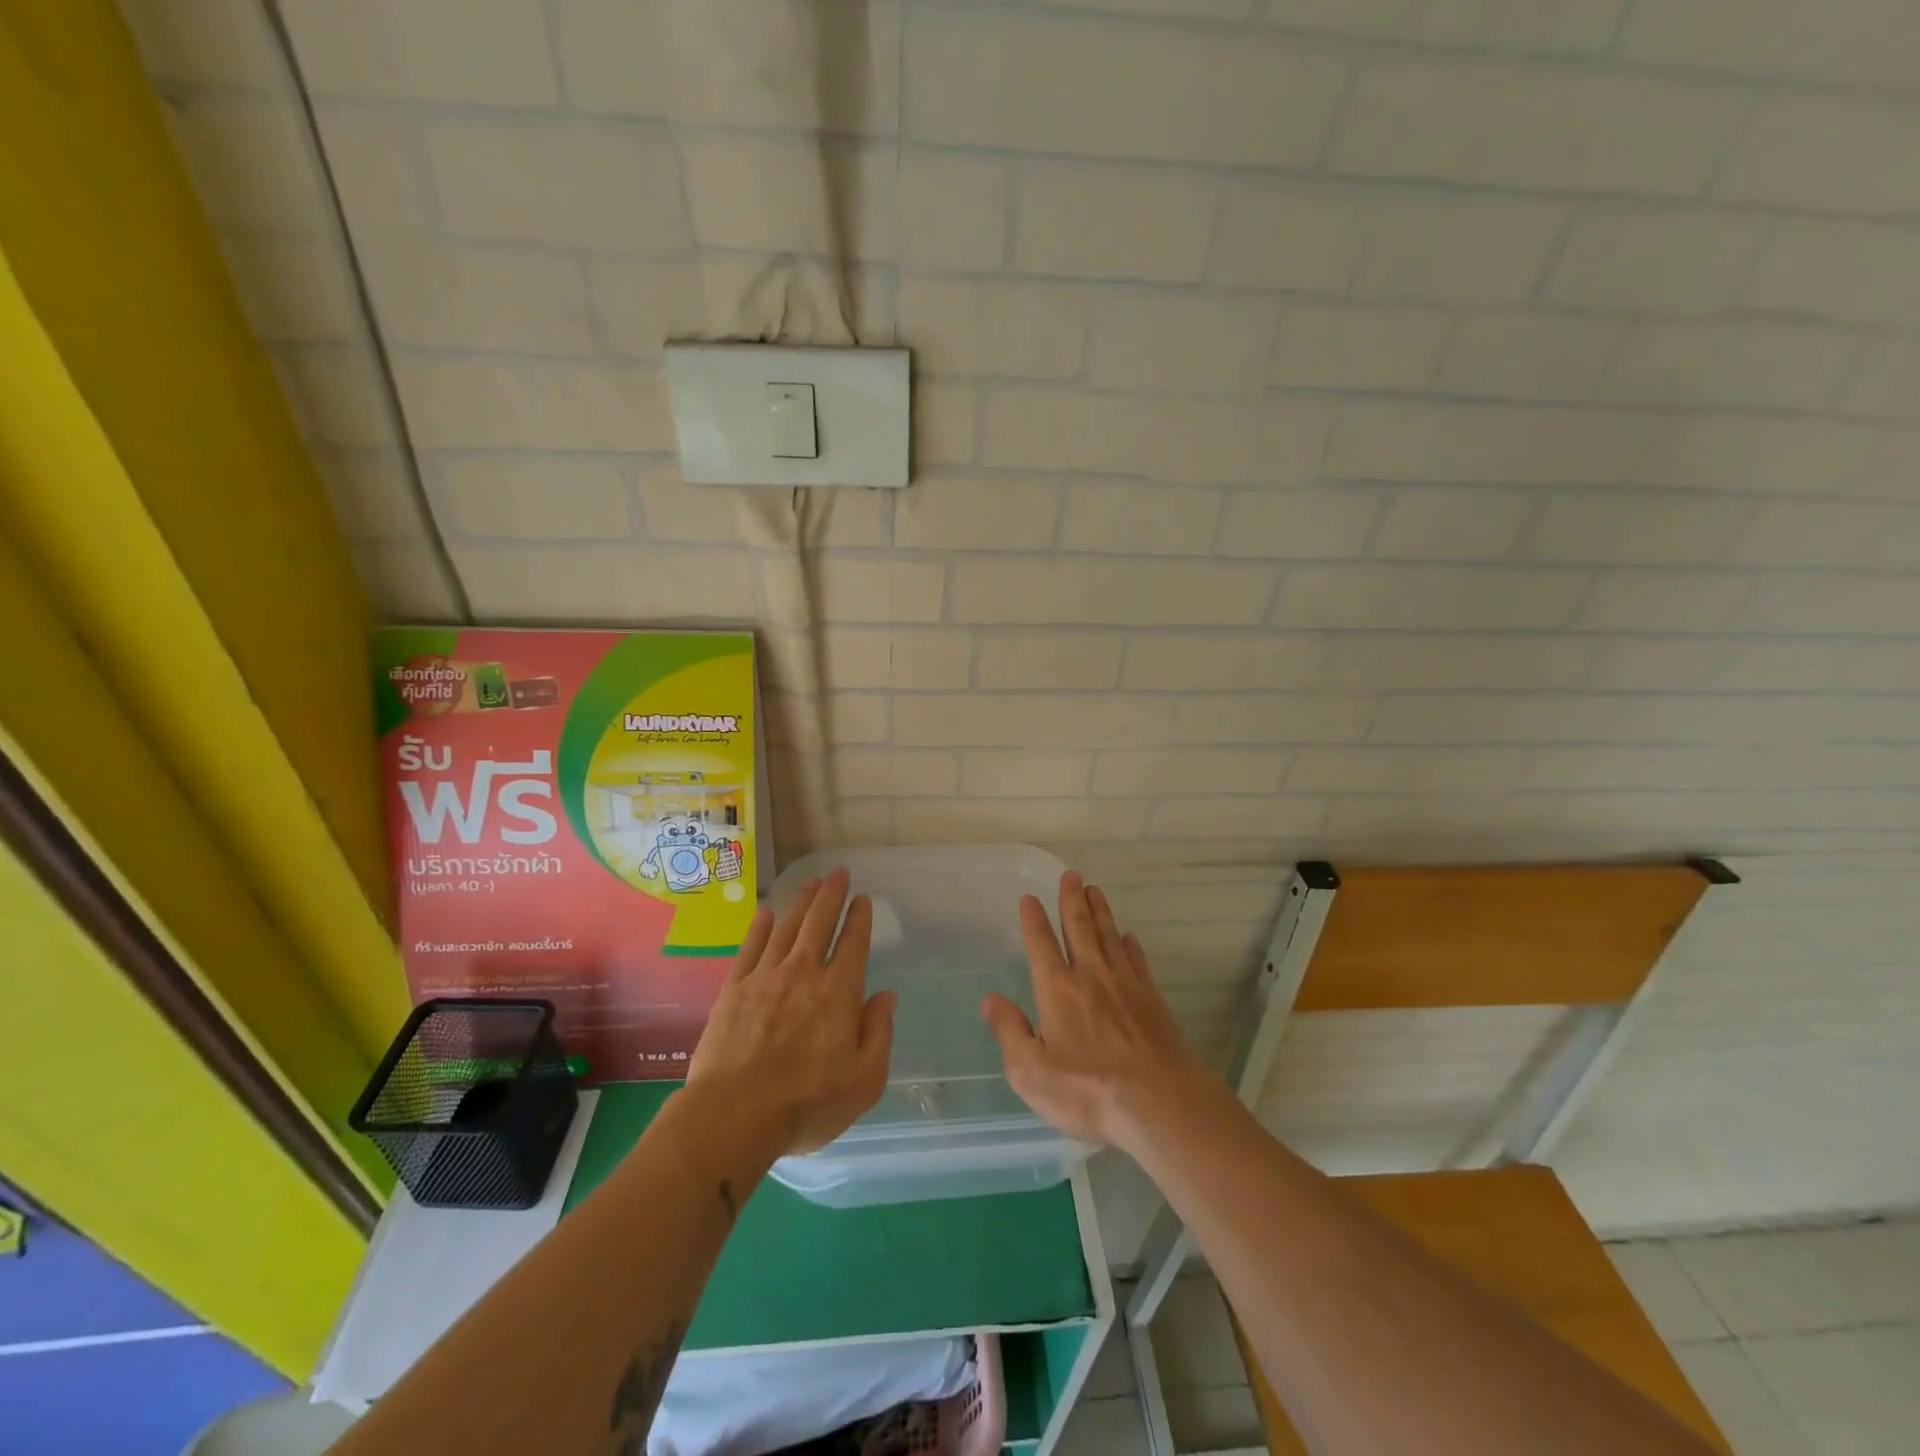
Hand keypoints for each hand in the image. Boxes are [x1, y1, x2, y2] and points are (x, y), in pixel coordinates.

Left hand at [687, 870, 894, 1155]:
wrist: (733, 1116)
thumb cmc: (806, 1104)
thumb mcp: (864, 1080)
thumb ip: (878, 1033)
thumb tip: (885, 996)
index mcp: (838, 993)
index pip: (853, 944)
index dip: (860, 919)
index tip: (863, 899)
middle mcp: (803, 974)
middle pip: (819, 923)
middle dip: (831, 895)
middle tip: (838, 873)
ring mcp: (765, 978)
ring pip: (787, 928)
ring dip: (801, 902)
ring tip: (810, 883)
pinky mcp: (734, 990)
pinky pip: (751, 947)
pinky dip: (760, 927)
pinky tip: (766, 913)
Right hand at [982, 871, 1214, 1150]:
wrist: (1160, 1104)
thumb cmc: (1088, 1092)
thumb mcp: (1031, 1072)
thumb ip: (1009, 1032)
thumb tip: (990, 1000)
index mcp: (1057, 990)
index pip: (1041, 944)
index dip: (1034, 920)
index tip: (1030, 897)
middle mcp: (1091, 976)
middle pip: (1079, 928)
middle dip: (1072, 900)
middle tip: (1072, 875)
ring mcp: (1126, 985)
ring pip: (1109, 936)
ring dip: (1100, 912)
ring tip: (1095, 890)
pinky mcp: (1152, 1000)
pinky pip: (1137, 961)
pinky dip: (1130, 945)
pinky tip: (1129, 938)